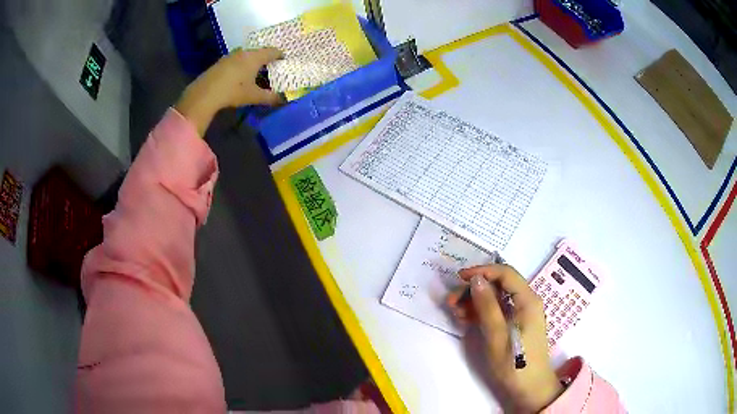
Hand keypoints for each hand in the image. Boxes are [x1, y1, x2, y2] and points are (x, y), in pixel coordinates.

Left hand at [175, 48, 283, 135]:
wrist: (205, 93)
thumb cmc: (233, 91)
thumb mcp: (253, 96)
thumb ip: (270, 97)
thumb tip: (283, 99)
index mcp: (255, 57)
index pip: (272, 51)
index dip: (280, 55)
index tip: (284, 60)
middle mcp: (244, 52)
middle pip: (259, 52)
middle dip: (266, 58)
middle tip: (270, 67)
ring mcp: (231, 56)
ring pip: (247, 55)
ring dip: (252, 61)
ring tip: (255, 71)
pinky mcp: (221, 62)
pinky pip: (236, 59)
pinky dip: (242, 65)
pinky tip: (239, 75)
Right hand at [456, 264, 562, 412]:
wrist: (530, 389)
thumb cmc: (515, 364)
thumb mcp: (497, 336)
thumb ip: (487, 307)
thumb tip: (476, 280)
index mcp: (527, 300)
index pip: (505, 273)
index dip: (482, 271)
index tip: (459, 278)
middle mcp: (526, 301)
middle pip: (499, 285)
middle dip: (474, 289)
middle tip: (451, 302)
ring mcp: (521, 313)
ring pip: (496, 297)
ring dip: (475, 301)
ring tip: (454, 312)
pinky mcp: (515, 324)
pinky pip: (497, 310)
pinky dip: (481, 312)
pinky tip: (465, 319)